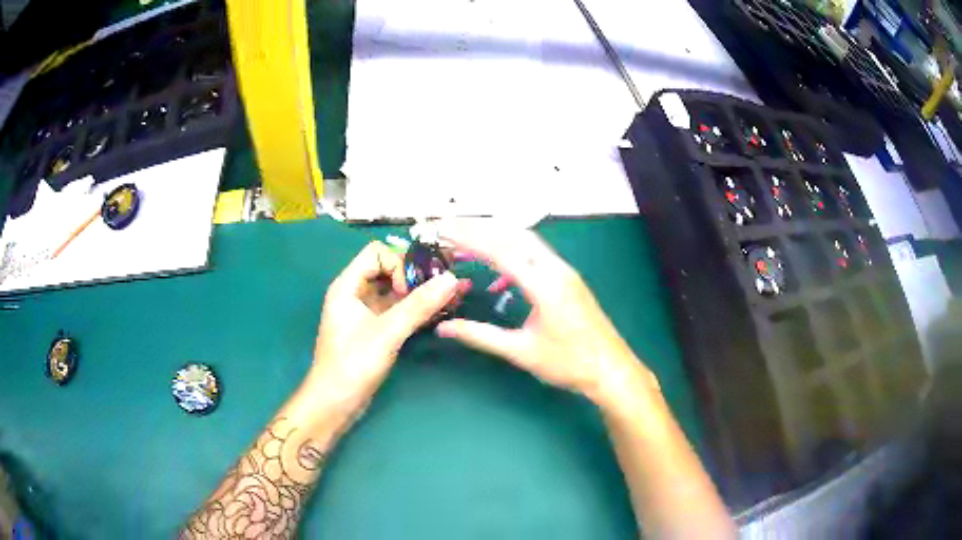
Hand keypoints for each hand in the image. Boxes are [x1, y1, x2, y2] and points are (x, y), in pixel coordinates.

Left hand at [311, 241, 464, 412]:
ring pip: (397, 291)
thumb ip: (418, 306)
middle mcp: (356, 293)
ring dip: (423, 293)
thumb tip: (451, 278)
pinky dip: (419, 309)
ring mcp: (366, 312)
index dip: (398, 264)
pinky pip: (399, 310)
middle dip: (418, 275)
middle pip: (390, 269)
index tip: (411, 290)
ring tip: (455, 296)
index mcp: (348, 285)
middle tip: (447, 286)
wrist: (336, 403)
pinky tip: (442, 312)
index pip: (377, 253)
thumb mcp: (386, 333)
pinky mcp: (376, 329)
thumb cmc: (353, 365)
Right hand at [435, 221, 659, 408]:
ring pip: (526, 242)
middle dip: (480, 227)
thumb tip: (444, 328)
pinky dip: (513, 258)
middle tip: (450, 226)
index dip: (469, 238)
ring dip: (496, 238)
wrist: (610, 369)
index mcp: (544, 284)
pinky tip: (498, 282)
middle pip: (514, 234)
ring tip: (467, 244)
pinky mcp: (568, 280)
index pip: (500, 250)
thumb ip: (480, 336)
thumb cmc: (568, 363)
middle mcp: (556, 269)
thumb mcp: (520, 351)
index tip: (444, 229)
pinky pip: (536, 257)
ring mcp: (565, 272)